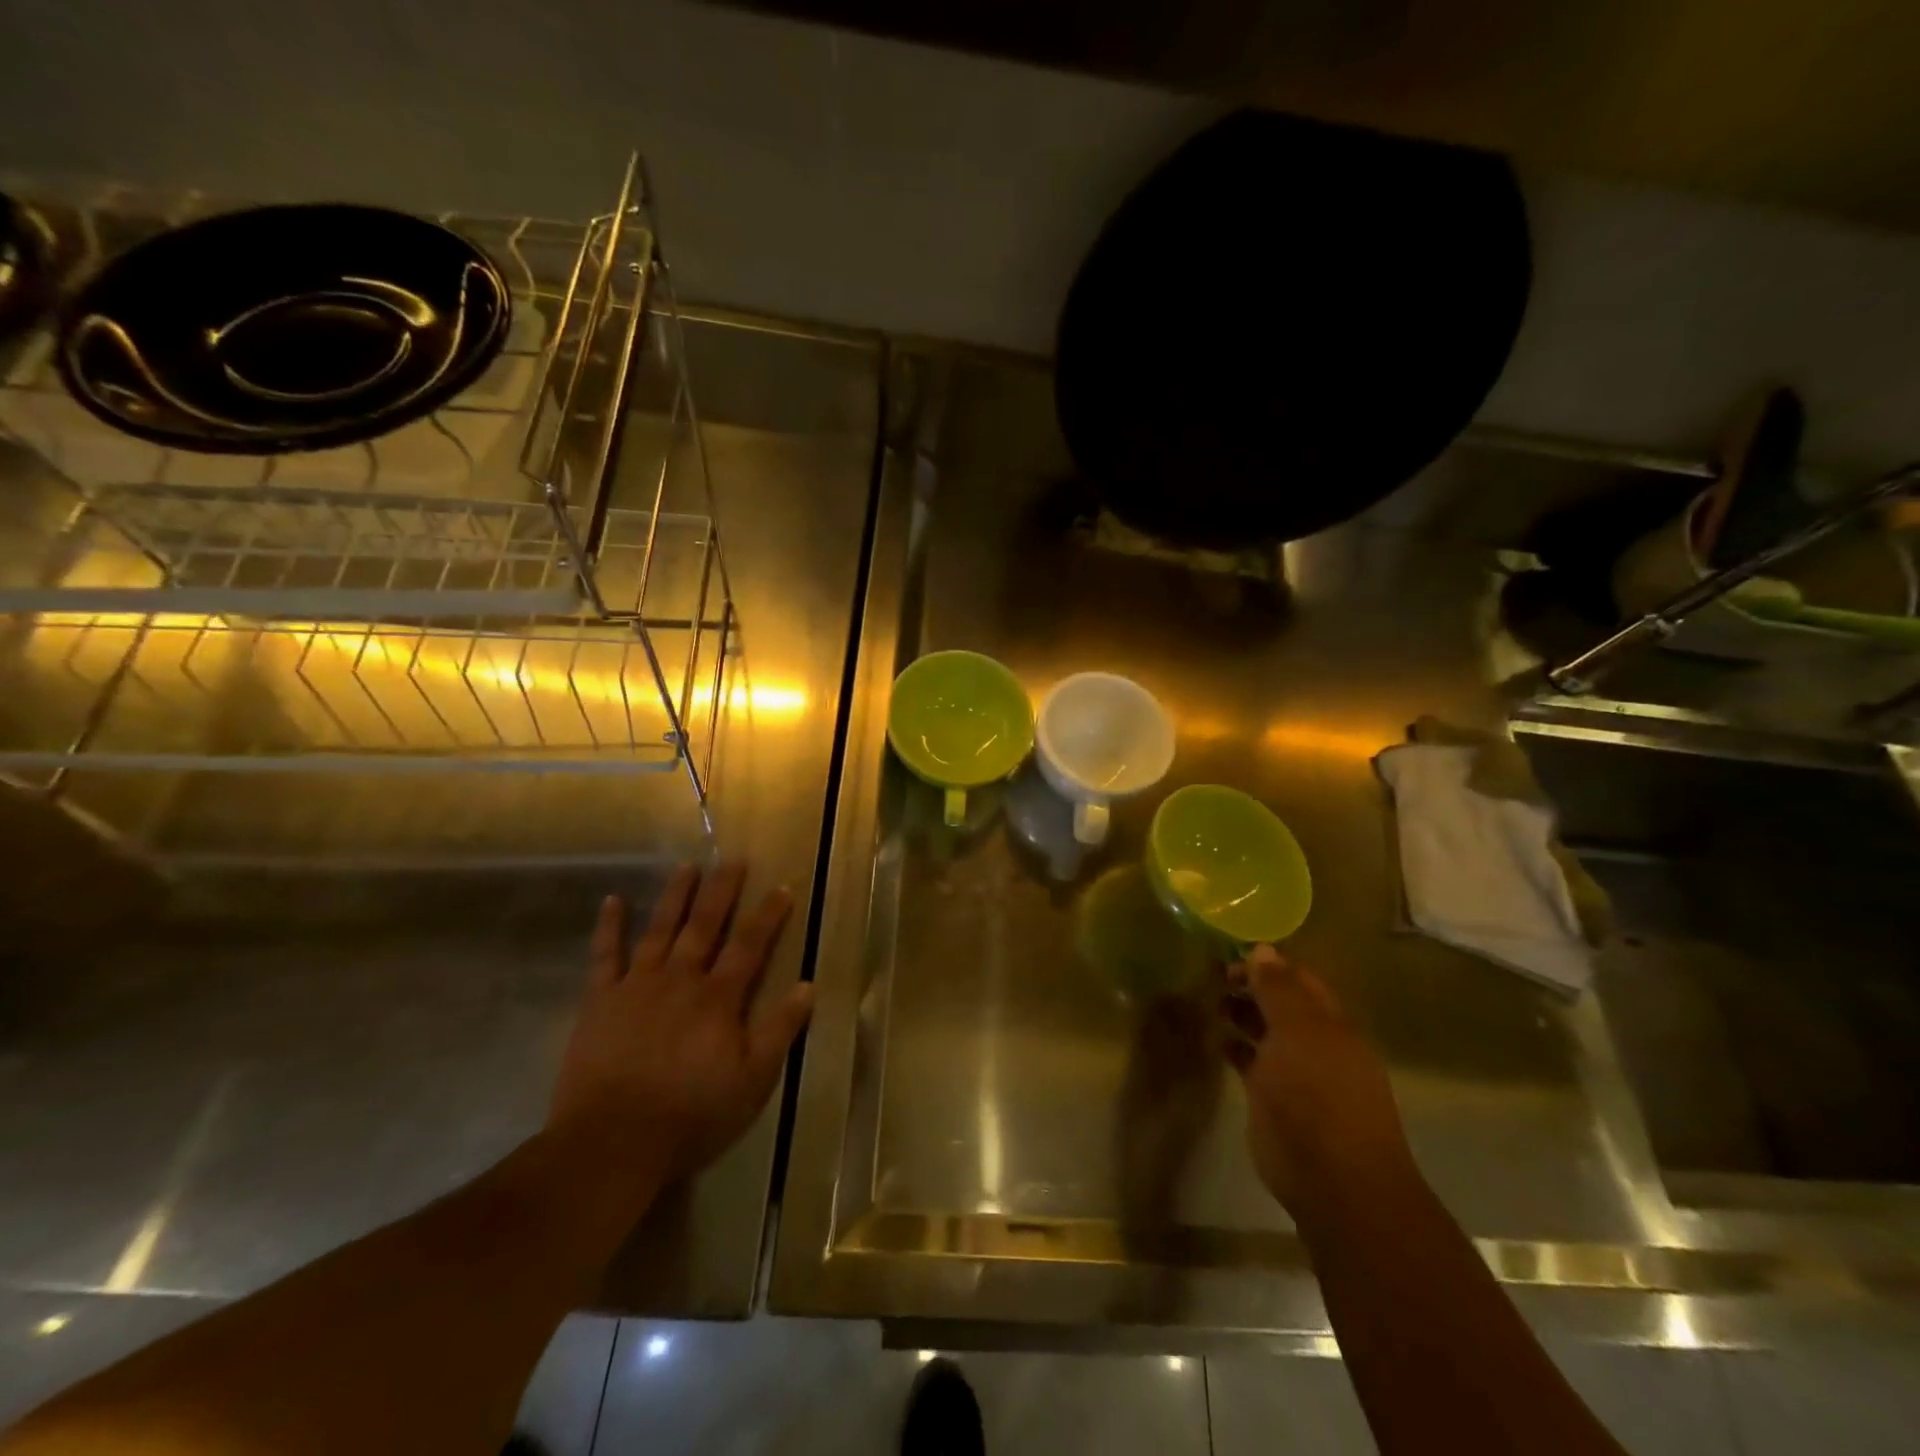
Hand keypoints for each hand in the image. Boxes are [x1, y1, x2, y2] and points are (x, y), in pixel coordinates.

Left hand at [546, 863, 813, 1188]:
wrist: (611, 1143)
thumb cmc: (691, 1115)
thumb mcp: (752, 1081)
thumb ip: (780, 1030)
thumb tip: (807, 986)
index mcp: (718, 998)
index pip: (750, 945)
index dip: (768, 915)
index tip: (782, 887)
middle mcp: (681, 979)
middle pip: (705, 925)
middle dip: (722, 891)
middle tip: (733, 859)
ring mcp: (637, 986)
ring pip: (661, 930)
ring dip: (676, 896)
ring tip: (688, 866)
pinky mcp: (600, 1002)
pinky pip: (605, 956)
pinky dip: (609, 927)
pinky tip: (613, 900)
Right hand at [1225, 946, 1418, 1221]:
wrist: (1333, 1180)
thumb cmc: (1319, 1095)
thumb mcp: (1298, 1031)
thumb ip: (1278, 990)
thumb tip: (1261, 949)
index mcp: (1330, 1023)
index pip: (1298, 979)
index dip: (1267, 963)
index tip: (1229, 955)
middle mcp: (1315, 1043)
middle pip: (1280, 1003)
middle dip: (1249, 986)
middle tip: (1211, 976)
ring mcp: (1295, 1073)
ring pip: (1264, 1030)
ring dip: (1240, 1013)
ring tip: (1208, 1001)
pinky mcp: (1272, 1099)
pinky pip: (1251, 1060)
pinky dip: (1234, 1046)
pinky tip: (1215, 1038)